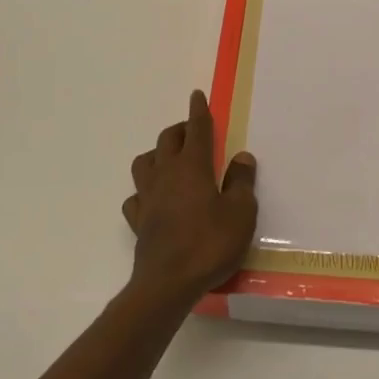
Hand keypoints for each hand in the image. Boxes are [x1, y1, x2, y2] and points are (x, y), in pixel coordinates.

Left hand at [122, 90, 258, 306]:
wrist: (168, 283)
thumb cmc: (209, 244)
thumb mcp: (240, 213)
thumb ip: (241, 182)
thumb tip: (241, 157)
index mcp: (193, 167)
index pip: (197, 130)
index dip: (198, 111)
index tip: (196, 95)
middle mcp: (166, 174)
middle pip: (168, 139)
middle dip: (180, 129)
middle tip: (193, 131)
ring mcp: (148, 197)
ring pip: (144, 162)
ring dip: (157, 154)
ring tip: (170, 159)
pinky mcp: (138, 221)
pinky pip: (136, 196)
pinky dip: (144, 191)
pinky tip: (154, 198)